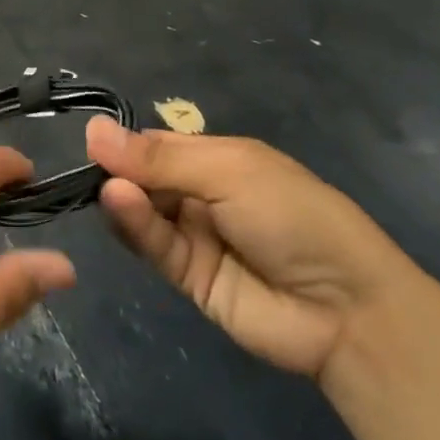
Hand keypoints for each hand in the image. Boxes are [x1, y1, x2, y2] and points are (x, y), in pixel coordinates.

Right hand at [88, 118, 408, 380]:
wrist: (347, 309)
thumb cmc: (294, 217)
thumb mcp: (228, 171)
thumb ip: (159, 158)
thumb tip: (92, 129)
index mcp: (218, 159)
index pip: (157, 146)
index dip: (126, 144)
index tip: (94, 141)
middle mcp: (201, 194)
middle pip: (143, 177)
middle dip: (119, 171)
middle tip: (93, 167)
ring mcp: (194, 236)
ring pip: (142, 212)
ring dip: (123, 198)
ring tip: (109, 190)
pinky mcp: (187, 276)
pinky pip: (153, 245)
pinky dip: (134, 225)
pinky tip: (119, 205)